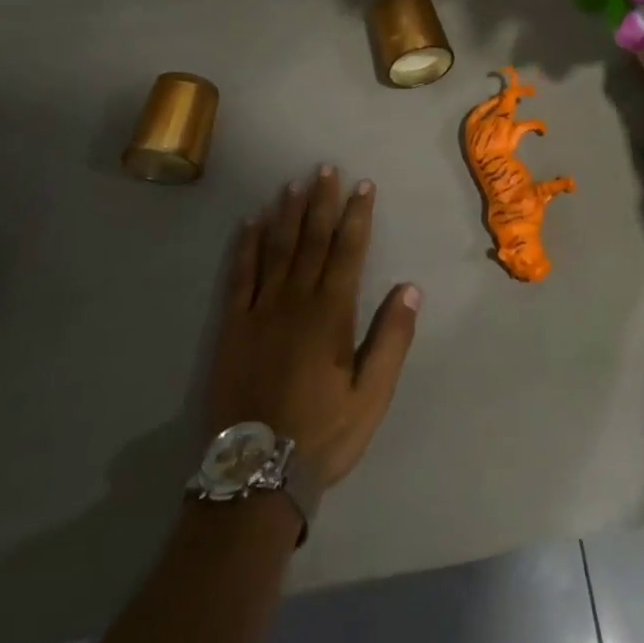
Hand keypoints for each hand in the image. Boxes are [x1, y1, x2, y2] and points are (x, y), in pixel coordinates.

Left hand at [205, 166, 420, 493]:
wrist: (255, 474)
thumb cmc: (322, 434)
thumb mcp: (372, 396)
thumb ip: (392, 339)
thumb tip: (410, 287)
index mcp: (332, 314)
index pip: (348, 251)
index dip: (356, 216)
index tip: (362, 185)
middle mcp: (296, 301)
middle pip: (311, 240)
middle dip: (321, 202)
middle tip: (325, 168)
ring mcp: (260, 310)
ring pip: (276, 249)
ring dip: (286, 213)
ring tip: (293, 183)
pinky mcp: (233, 326)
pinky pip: (240, 275)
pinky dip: (246, 245)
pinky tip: (251, 222)